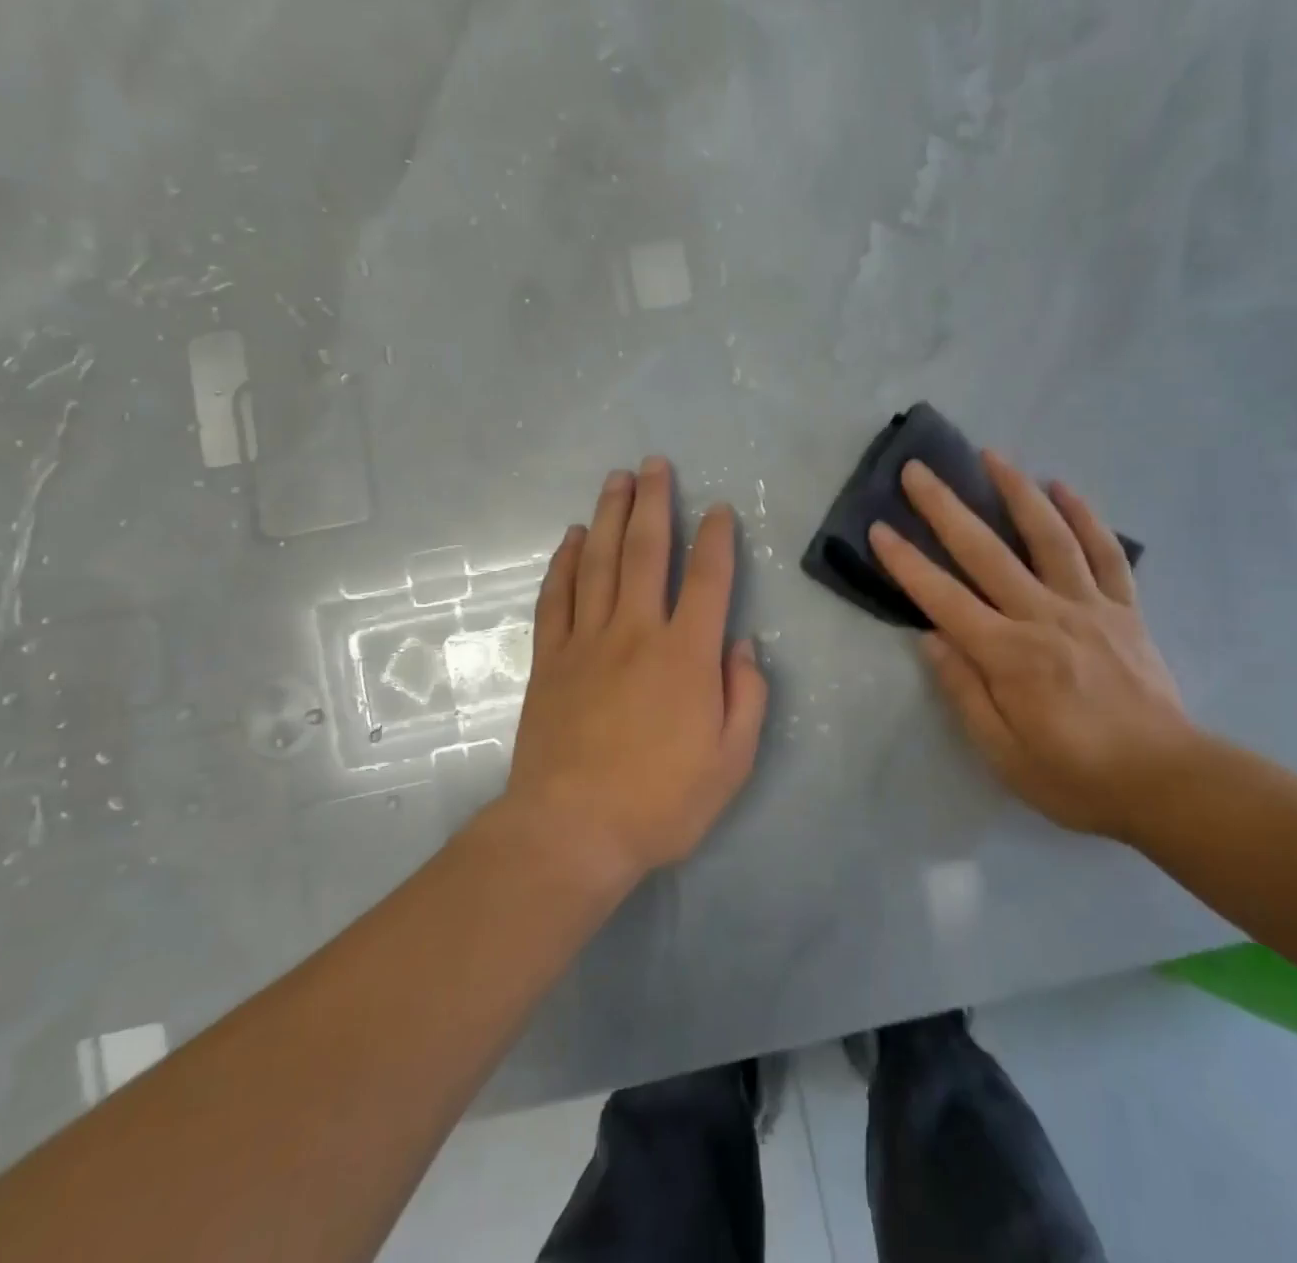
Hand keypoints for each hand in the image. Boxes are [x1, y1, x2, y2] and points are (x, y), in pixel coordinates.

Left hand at [503, 457, 768, 883]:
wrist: (571, 831)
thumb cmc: (661, 802)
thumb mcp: (732, 761)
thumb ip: (746, 696)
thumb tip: (743, 646)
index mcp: (686, 654)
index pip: (707, 579)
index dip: (716, 538)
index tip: (718, 509)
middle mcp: (636, 632)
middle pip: (645, 551)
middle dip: (653, 502)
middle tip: (655, 464)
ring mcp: (586, 642)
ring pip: (597, 562)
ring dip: (608, 515)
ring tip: (616, 480)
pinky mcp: (549, 660)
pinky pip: (556, 598)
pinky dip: (563, 562)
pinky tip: (570, 537)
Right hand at [869, 453, 1193, 841]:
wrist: (1168, 783)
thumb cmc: (1075, 777)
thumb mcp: (1003, 754)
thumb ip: (964, 691)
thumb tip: (930, 637)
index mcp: (1008, 655)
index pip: (944, 598)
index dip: (907, 563)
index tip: (879, 529)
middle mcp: (1044, 617)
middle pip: (986, 552)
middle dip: (946, 508)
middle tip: (918, 470)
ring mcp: (1089, 607)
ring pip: (1048, 537)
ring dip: (1017, 491)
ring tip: (992, 455)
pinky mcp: (1125, 609)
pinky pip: (1105, 553)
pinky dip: (1085, 517)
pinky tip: (1064, 487)